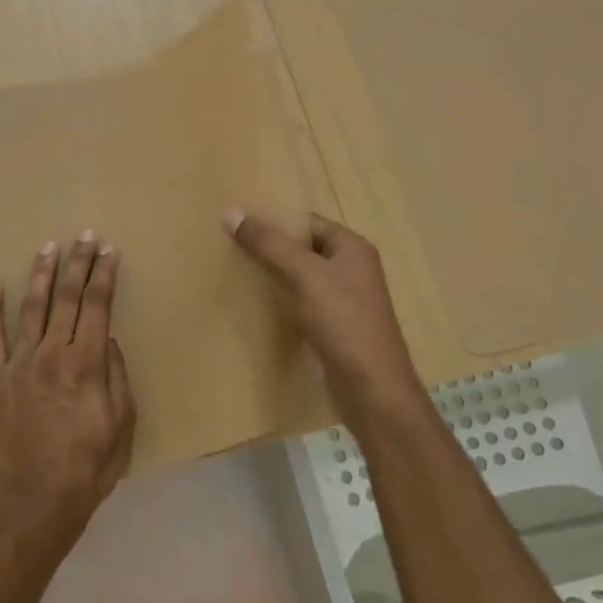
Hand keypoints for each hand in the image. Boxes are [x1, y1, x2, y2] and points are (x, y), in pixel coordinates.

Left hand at [0, 231, 137, 550]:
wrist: (33, 506)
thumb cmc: (87, 469)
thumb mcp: (122, 425)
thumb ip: (116, 376)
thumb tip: (107, 338)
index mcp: (86, 364)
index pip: (97, 306)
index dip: (104, 276)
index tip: (109, 251)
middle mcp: (51, 354)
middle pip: (66, 298)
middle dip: (78, 263)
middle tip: (84, 235)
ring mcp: (18, 365)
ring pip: (31, 308)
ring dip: (41, 275)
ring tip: (48, 247)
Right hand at [224, 208, 425, 423]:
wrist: (372, 389)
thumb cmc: (345, 323)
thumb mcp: (306, 276)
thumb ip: (270, 244)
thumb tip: (232, 212)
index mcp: (353, 249)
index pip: (308, 223)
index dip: (276, 221)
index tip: (239, 223)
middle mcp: (352, 270)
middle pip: (303, 250)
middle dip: (270, 249)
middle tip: (229, 246)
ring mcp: (344, 301)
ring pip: (301, 279)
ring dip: (274, 277)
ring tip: (235, 272)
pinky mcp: (334, 328)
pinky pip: (302, 304)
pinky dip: (281, 302)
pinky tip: (255, 306)